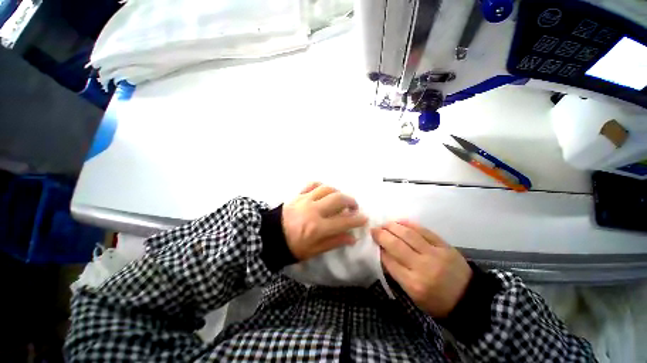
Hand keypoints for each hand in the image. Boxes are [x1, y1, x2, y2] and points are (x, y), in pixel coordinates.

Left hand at [282, 182, 367, 260]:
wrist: (269, 237)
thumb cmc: (292, 247)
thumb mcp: (314, 251)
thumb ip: (334, 242)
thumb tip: (352, 238)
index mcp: (317, 228)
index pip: (344, 221)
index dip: (357, 220)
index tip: (364, 218)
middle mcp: (313, 210)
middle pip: (338, 199)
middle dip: (350, 201)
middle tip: (354, 207)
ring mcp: (305, 200)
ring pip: (327, 189)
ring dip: (337, 192)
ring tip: (340, 199)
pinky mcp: (298, 195)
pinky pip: (312, 184)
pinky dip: (321, 186)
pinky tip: (324, 191)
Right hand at [372, 221, 471, 317]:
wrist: (470, 299)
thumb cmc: (437, 301)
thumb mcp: (413, 295)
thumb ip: (397, 273)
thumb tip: (383, 252)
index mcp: (413, 284)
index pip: (389, 260)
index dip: (379, 248)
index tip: (374, 241)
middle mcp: (423, 267)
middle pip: (396, 245)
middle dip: (382, 235)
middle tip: (374, 230)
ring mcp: (435, 254)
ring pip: (409, 235)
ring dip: (393, 226)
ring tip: (385, 224)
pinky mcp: (444, 246)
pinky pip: (424, 231)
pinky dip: (410, 224)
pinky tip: (401, 222)